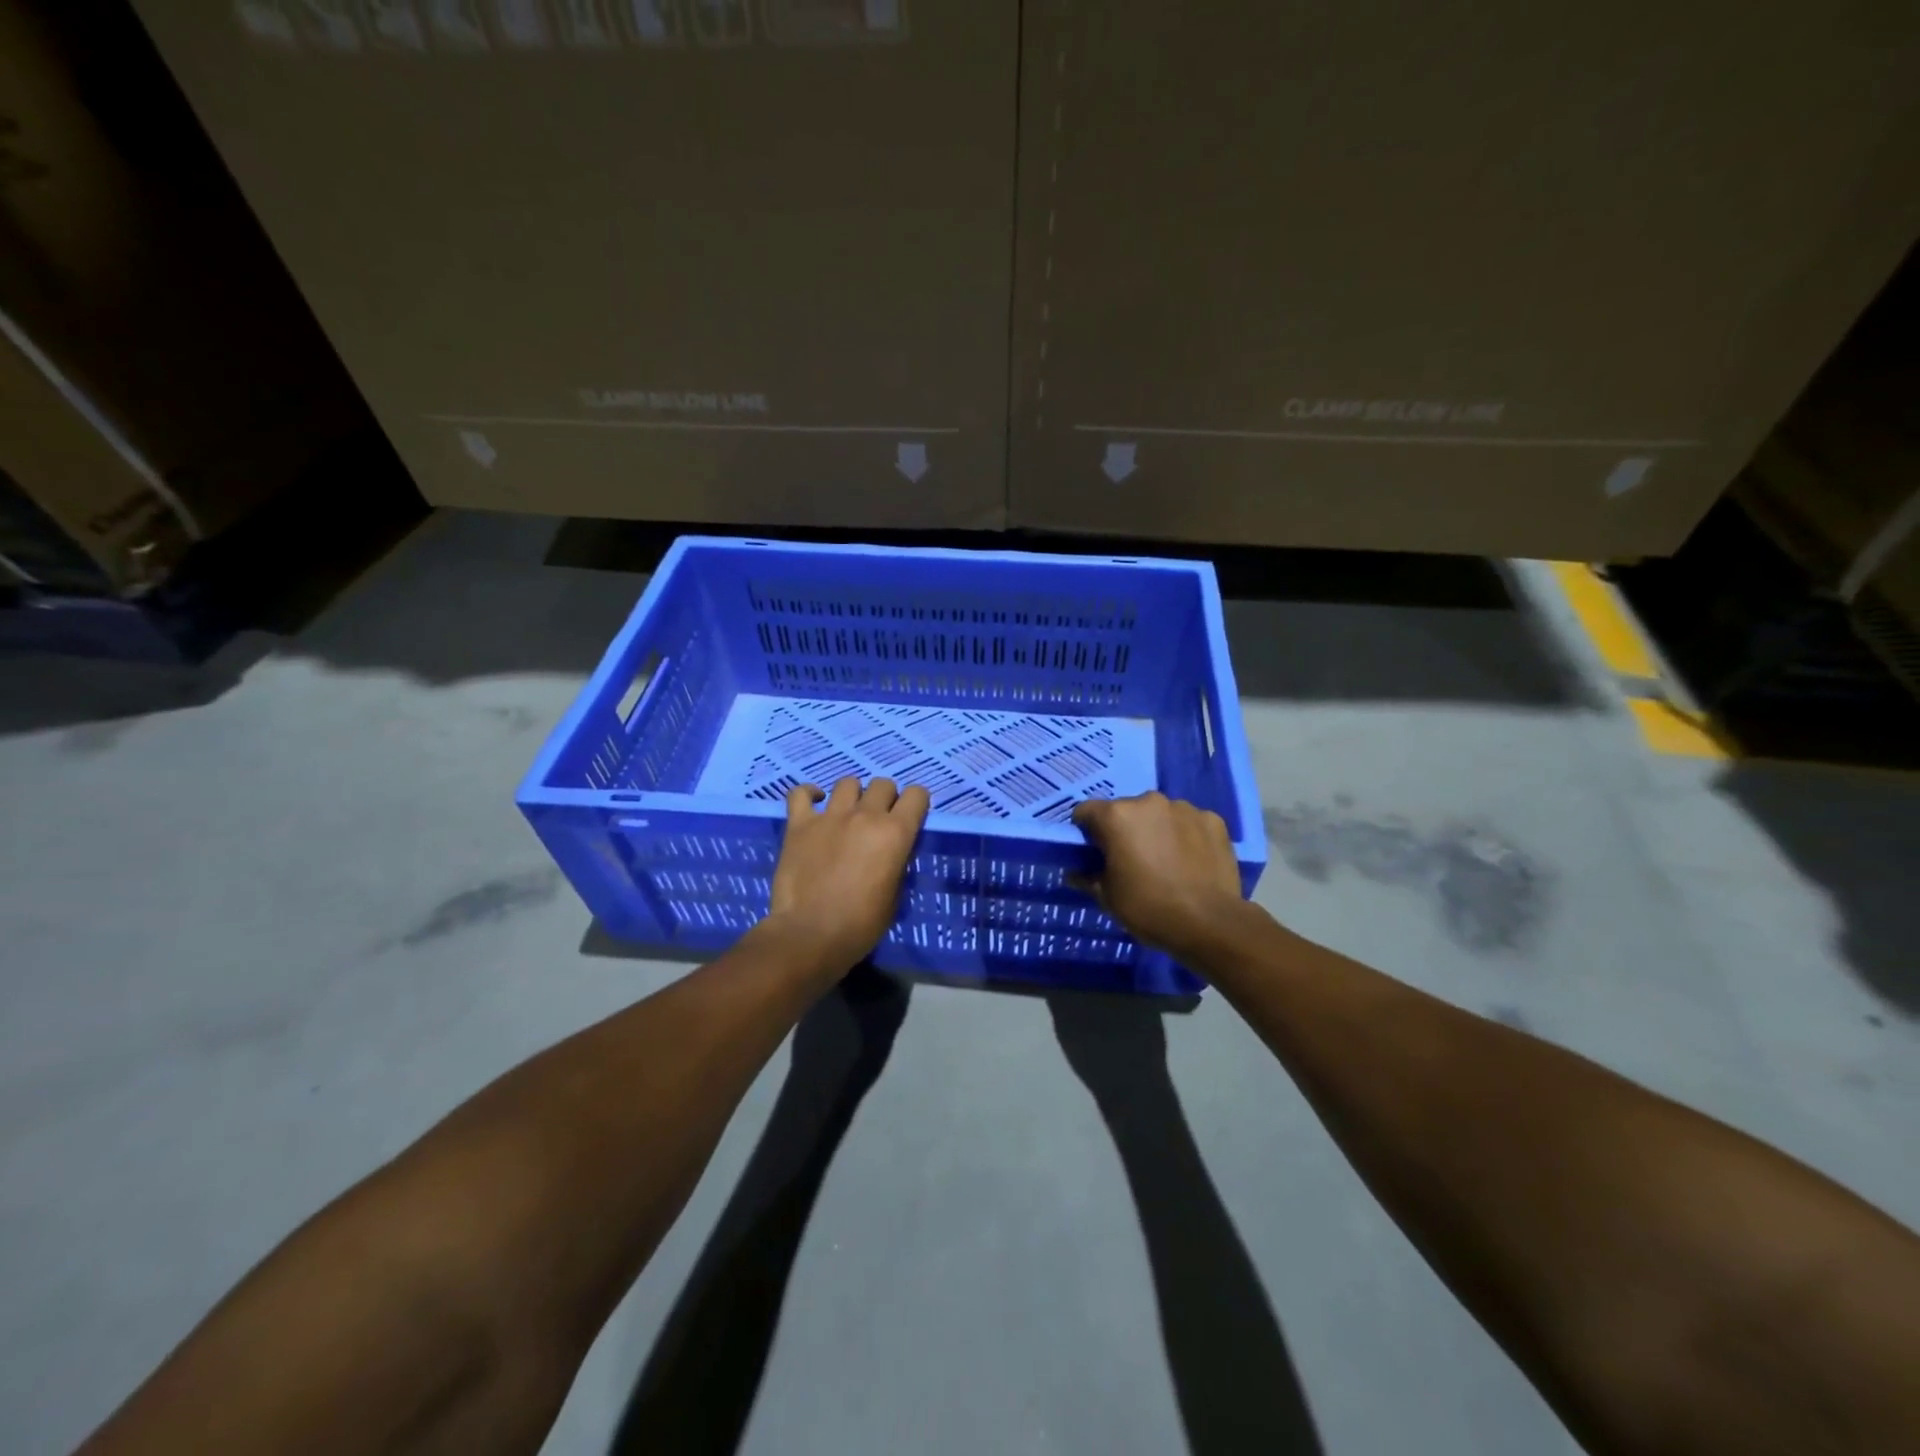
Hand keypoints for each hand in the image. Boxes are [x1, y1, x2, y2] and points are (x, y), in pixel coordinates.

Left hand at [763, 776, 929, 976]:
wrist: (811, 935)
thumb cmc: (861, 925)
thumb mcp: (894, 895)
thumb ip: (896, 863)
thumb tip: (891, 852)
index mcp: (895, 833)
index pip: (917, 795)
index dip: (916, 803)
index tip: (911, 816)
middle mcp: (865, 815)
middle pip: (883, 784)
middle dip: (885, 798)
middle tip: (878, 820)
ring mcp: (830, 816)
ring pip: (848, 782)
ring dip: (853, 795)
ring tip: (848, 813)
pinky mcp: (799, 824)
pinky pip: (800, 793)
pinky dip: (809, 794)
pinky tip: (814, 802)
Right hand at [1071, 792, 1247, 960]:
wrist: (1210, 923)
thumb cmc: (1149, 908)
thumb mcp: (1107, 897)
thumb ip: (1087, 877)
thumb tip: (1075, 872)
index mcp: (1117, 816)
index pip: (1086, 811)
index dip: (1085, 832)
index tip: (1092, 853)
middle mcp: (1149, 802)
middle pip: (1125, 810)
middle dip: (1124, 830)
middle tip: (1130, 860)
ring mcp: (1185, 808)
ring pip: (1159, 815)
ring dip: (1156, 830)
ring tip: (1165, 862)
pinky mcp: (1213, 820)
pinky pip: (1190, 823)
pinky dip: (1186, 836)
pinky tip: (1191, 862)